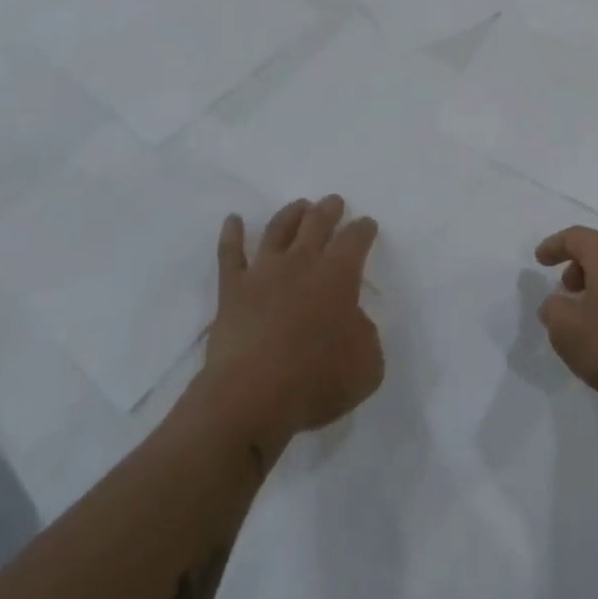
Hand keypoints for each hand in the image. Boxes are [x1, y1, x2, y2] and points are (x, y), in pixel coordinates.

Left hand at [203, 195, 384, 455]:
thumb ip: (367, 336)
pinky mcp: (232, 288)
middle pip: (317, 223)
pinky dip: (232, 233)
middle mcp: (301, 263)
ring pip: (278, 229)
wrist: (251, 396)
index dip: (363, 229)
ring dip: (291, 213)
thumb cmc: (316, 382)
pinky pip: (230, 253)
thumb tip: (354, 321)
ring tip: (299, 205)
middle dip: (329, 209)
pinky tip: (233, 220)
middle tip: (334, 202)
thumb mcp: (367, 367)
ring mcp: (263, 272)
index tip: (367, 224)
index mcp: (338, 276)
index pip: (355, 240)